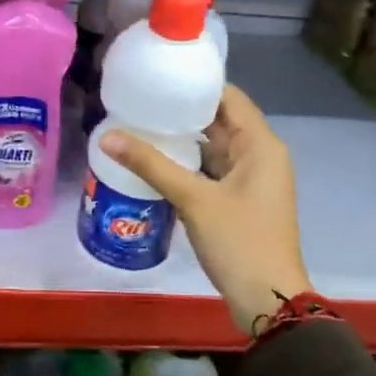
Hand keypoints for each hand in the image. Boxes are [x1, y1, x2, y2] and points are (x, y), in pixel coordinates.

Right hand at [100, 85, 311, 336]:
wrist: (268, 300)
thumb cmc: (239, 241)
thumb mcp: (193, 199)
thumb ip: (150, 164)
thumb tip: (107, 136)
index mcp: (261, 145)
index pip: (229, 97)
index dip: (197, 84)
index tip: (160, 75)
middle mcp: (260, 156)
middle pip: (221, 121)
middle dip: (183, 111)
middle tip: (140, 99)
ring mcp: (251, 180)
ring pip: (214, 148)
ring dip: (183, 139)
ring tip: (141, 125)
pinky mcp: (239, 201)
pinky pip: (211, 170)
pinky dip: (188, 164)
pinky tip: (155, 162)